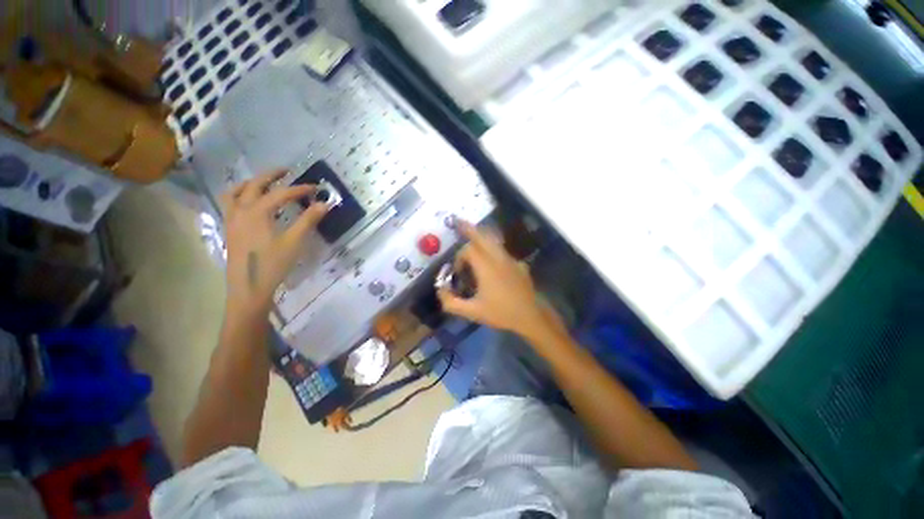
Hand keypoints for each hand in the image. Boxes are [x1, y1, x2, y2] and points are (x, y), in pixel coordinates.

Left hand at [221, 169, 329, 315]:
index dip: (300, 189)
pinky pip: (230, 204)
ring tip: (264, 182)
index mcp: (257, 212)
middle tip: (287, 172)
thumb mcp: (295, 242)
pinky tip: (250, 204)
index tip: (316, 188)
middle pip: (254, 185)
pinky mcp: (230, 230)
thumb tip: (324, 203)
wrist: (249, 288)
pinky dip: (240, 196)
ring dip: (251, 183)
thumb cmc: (274, 264)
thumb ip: (308, 220)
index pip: (281, 193)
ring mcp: (231, 220)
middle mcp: (241, 210)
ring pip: (235, 192)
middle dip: (271, 176)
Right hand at [437, 221, 563, 339]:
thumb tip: (440, 290)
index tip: (457, 271)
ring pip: (494, 242)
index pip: (468, 250)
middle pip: (482, 237)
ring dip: (482, 239)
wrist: (531, 317)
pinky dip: (494, 250)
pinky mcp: (519, 265)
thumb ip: (451, 303)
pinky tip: (493, 261)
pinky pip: (503, 252)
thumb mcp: (473, 312)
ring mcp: (511, 260)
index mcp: (486, 267)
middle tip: (460, 222)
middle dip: (470, 229)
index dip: (459, 257)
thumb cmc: (501, 313)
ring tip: (474, 235)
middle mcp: (498, 258)